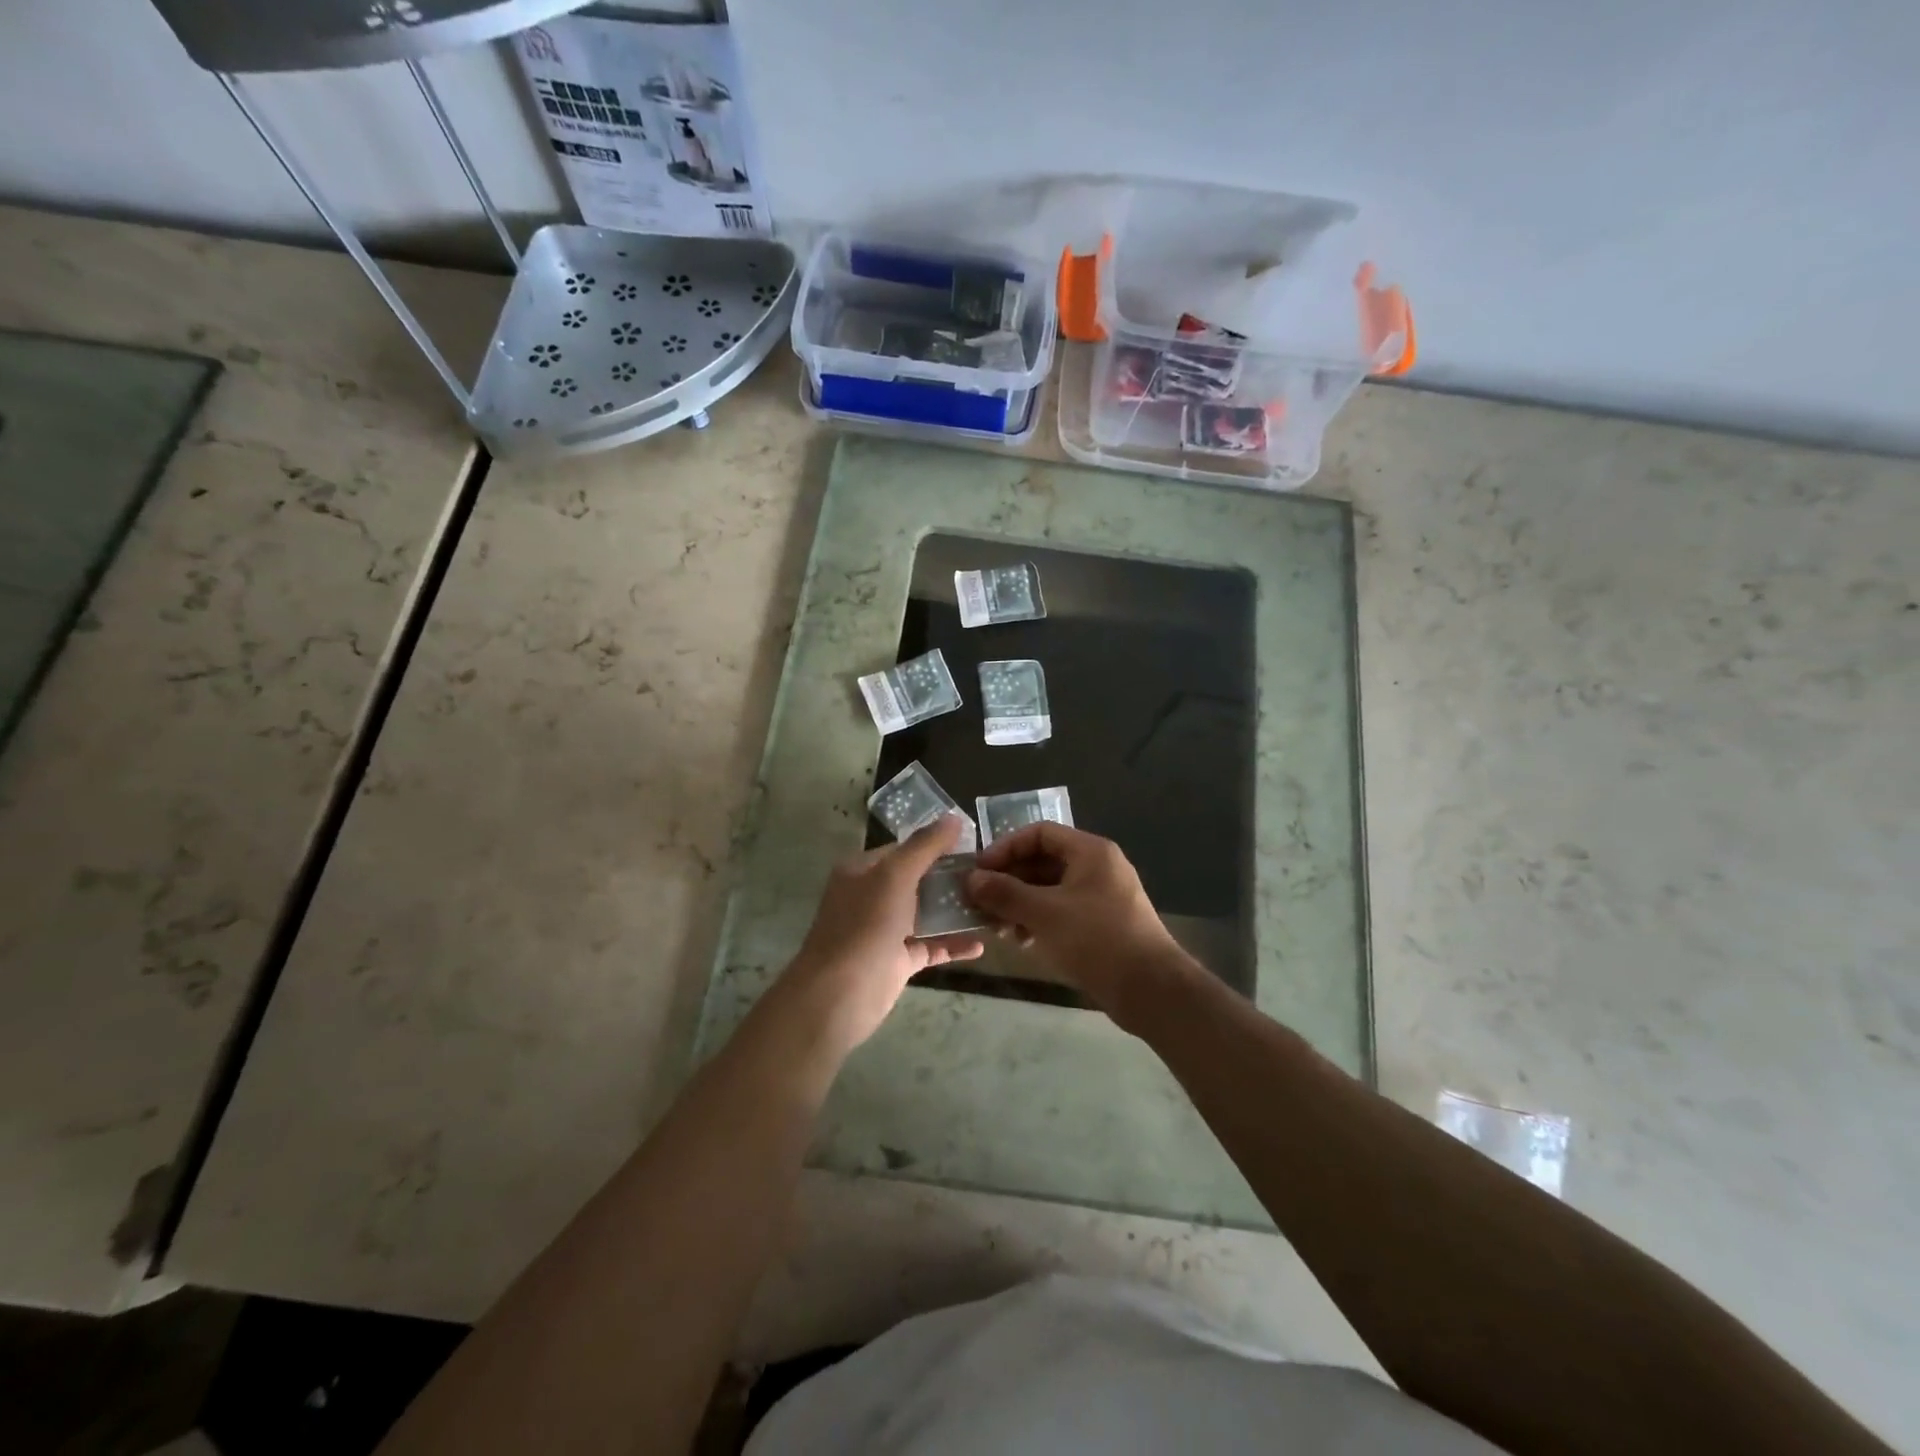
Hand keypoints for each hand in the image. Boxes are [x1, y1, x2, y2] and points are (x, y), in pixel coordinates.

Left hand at [777, 815, 982, 1053]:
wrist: (839, 996)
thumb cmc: (865, 926)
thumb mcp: (895, 875)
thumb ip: (925, 846)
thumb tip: (954, 818)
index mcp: (863, 871)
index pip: (905, 849)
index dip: (937, 845)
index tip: (976, 846)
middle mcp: (872, 897)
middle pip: (918, 881)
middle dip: (952, 878)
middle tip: (992, 876)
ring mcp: (884, 931)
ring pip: (926, 914)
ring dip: (956, 910)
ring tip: (994, 905)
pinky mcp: (897, 961)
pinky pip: (930, 946)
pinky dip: (953, 944)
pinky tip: (981, 943)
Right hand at [966, 823, 1194, 1025]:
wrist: (1151, 990)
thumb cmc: (1096, 940)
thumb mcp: (1045, 913)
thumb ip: (1005, 893)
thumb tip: (971, 879)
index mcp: (1090, 852)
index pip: (1039, 833)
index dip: (1006, 848)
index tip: (979, 871)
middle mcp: (1097, 867)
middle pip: (1043, 862)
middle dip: (1009, 881)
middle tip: (979, 902)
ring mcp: (1101, 897)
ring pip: (1050, 889)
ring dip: (1020, 904)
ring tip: (995, 927)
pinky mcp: (1102, 925)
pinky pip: (1062, 911)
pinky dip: (1038, 920)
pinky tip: (1020, 941)